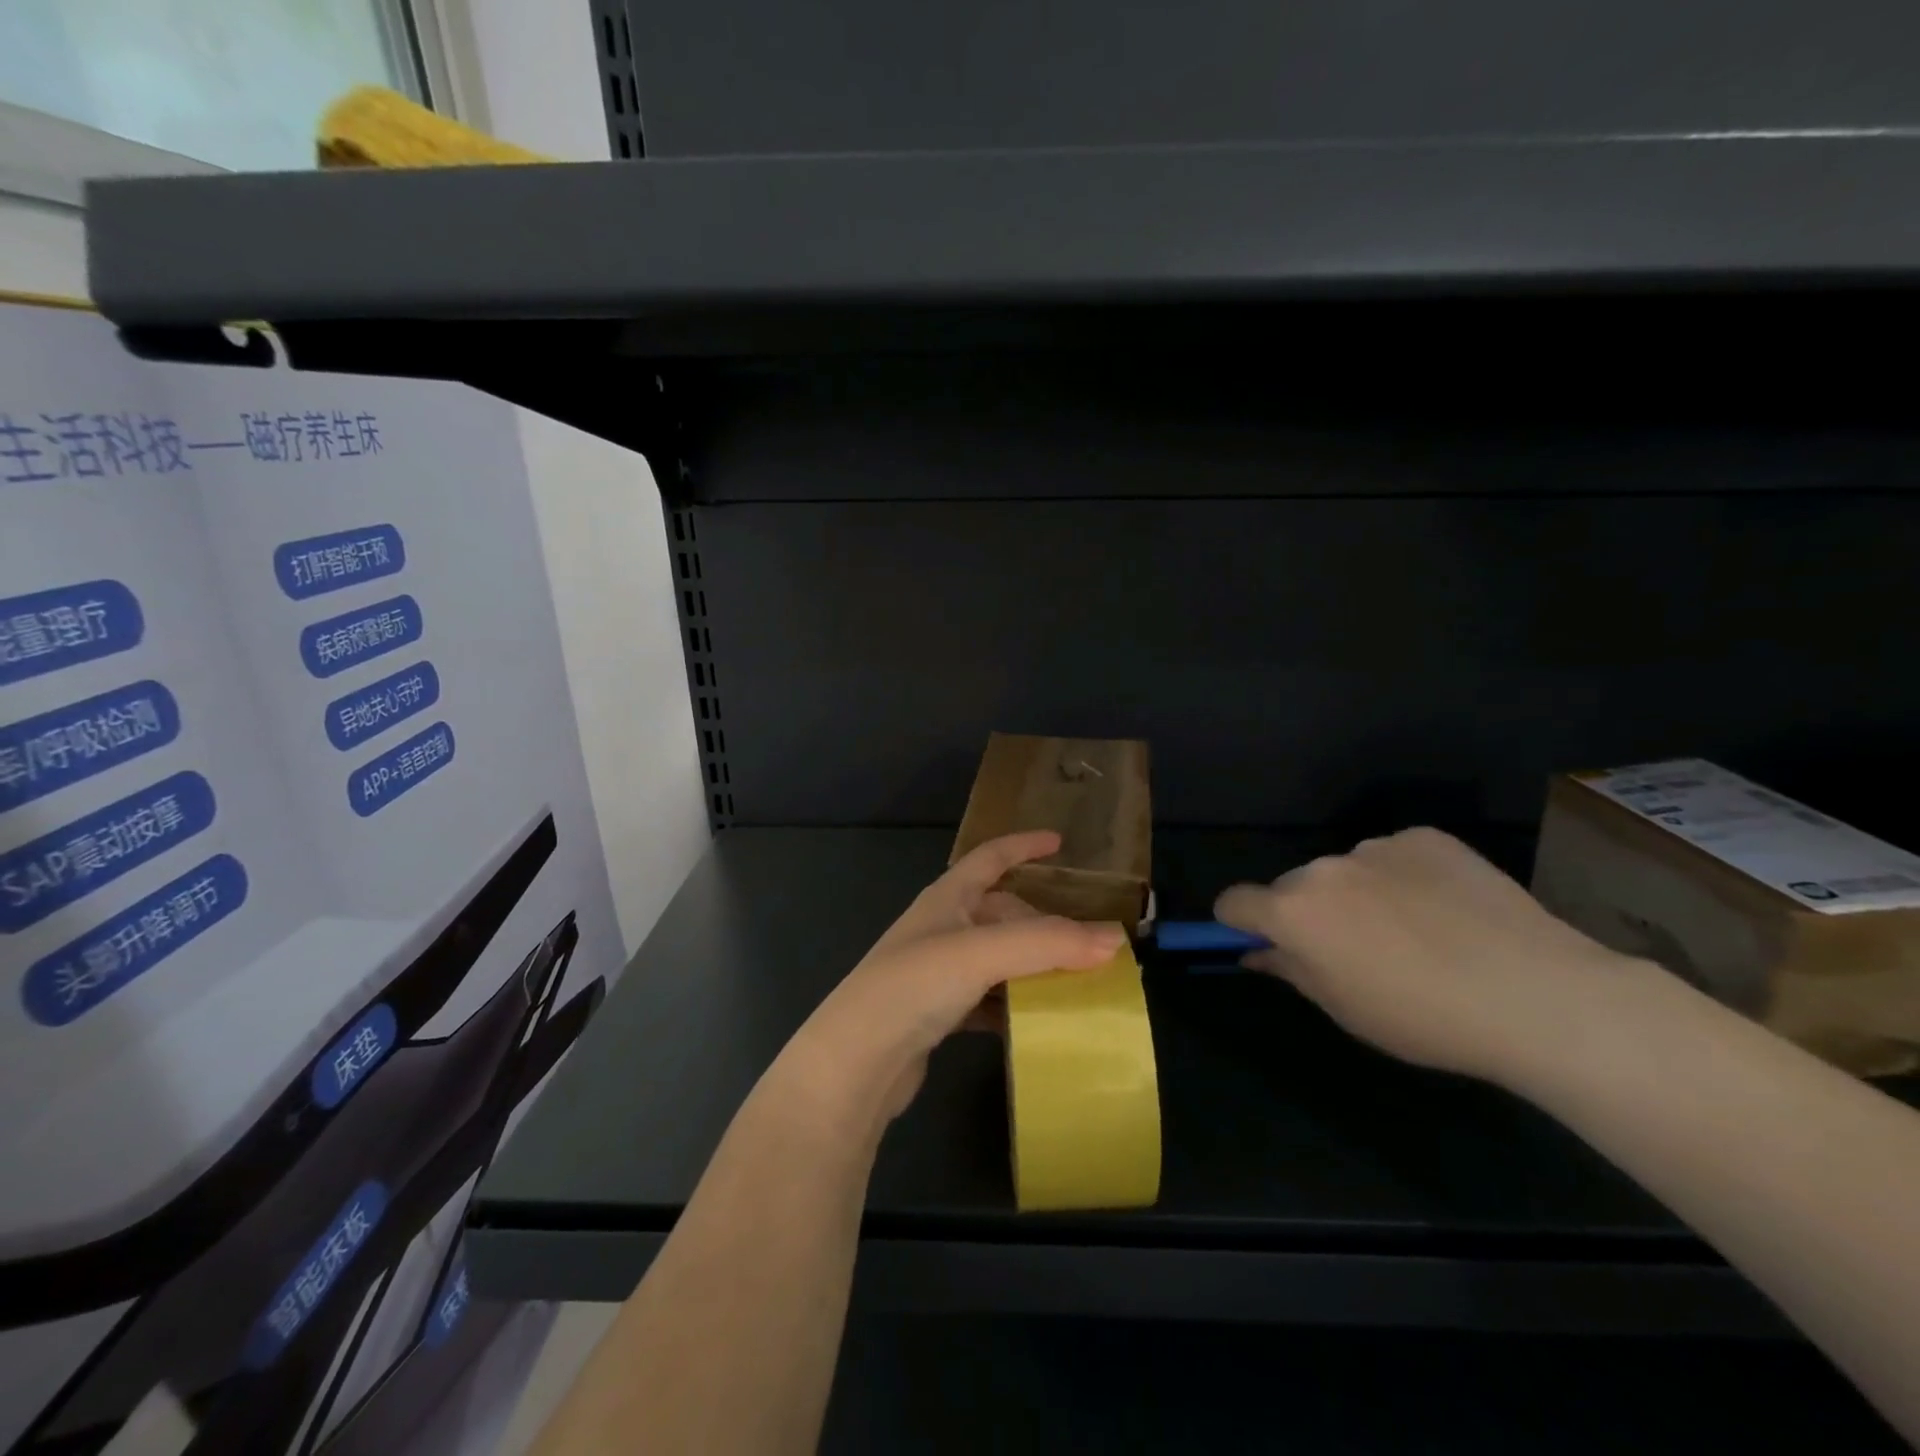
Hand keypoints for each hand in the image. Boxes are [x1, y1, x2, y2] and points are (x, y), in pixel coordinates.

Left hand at [772, 831, 1125, 1136]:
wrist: (855, 1062)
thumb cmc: (914, 986)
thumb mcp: (983, 953)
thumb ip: (1048, 943)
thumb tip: (1114, 939)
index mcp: (947, 898)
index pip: (989, 857)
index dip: (1023, 846)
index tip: (1059, 842)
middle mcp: (941, 928)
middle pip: (1001, 912)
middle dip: (1042, 923)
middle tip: (1085, 943)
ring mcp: (936, 972)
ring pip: (997, 958)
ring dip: (1032, 967)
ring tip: (1073, 982)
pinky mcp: (936, 1014)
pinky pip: (987, 998)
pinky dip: (1013, 1003)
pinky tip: (1035, 1021)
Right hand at [1215, 827, 1647, 1086]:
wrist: (1536, 994)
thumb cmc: (1424, 1017)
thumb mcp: (1344, 1009)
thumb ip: (1289, 970)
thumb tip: (1257, 953)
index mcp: (1293, 911)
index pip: (1235, 902)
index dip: (1240, 924)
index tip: (1265, 944)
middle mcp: (1322, 867)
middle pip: (1294, 886)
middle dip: (1309, 912)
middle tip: (1356, 951)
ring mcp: (1375, 847)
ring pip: (1346, 870)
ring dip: (1357, 894)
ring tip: (1415, 932)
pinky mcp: (1425, 837)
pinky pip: (1394, 856)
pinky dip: (1404, 878)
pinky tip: (1447, 911)